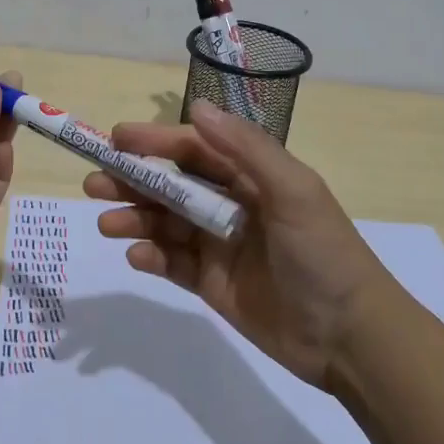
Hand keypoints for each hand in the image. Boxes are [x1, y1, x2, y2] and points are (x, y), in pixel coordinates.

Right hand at [83, 100, 388, 389]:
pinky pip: (171, 263)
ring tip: (107, 223)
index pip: (194, 150)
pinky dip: (150, 256)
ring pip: (165, 223)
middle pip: (171, 185)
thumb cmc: (324, 254)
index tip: (115, 140)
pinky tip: (136, 256)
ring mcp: (218, 245)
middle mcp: (231, 204)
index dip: (155, 142)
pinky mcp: (211, 283)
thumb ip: (245, 148)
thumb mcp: (293, 191)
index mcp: (251, 176)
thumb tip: (197, 105)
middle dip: (132, 180)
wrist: (350, 338)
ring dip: (134, 218)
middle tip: (93, 183)